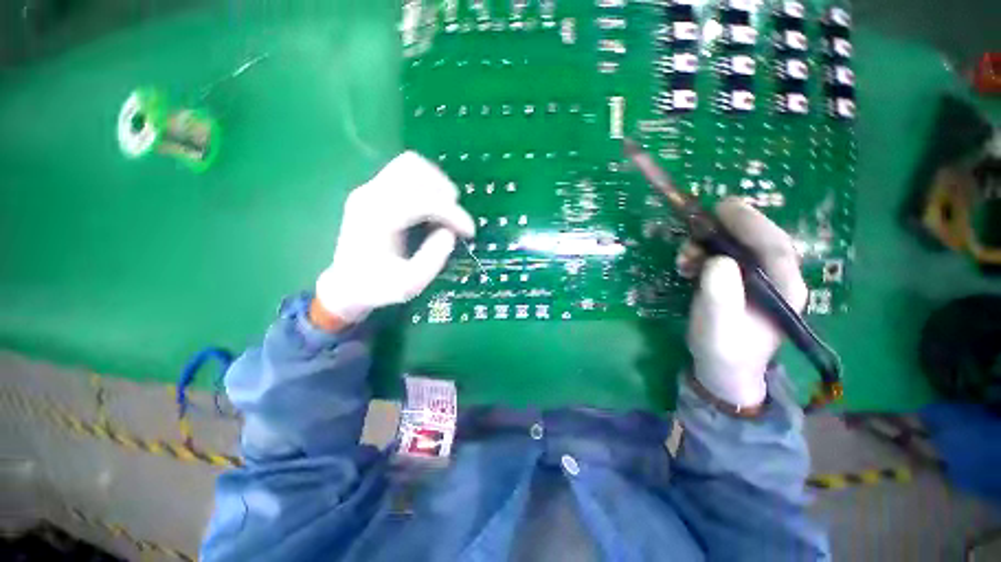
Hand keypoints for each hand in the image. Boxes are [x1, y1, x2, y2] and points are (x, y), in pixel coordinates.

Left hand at [314, 152, 474, 325]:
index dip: (452, 213)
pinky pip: (406, 173)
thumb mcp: (409, 285)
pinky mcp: (374, 191)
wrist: (346, 285)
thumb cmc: (377, 288)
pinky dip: (426, 185)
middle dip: (444, 192)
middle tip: (454, 219)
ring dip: (436, 184)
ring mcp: (370, 189)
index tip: (469, 232)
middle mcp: (370, 195)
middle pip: (414, 168)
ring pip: (410, 164)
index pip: (422, 200)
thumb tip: (449, 233)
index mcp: (377, 219)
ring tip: (445, 211)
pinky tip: (431, 209)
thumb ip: (432, 259)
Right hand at [684, 198, 807, 409]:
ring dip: (707, 244)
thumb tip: (716, 259)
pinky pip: (722, 256)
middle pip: (756, 240)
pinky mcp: (737, 280)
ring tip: (684, 257)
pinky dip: (702, 254)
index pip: (774, 246)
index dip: (751, 223)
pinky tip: (687, 264)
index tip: (723, 207)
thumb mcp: (718, 326)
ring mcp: (755, 279)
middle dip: (725, 230)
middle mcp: (775, 278)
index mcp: (784, 289)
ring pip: (736, 246)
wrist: (722, 368)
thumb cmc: (724, 350)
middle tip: (696, 224)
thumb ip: (720, 295)